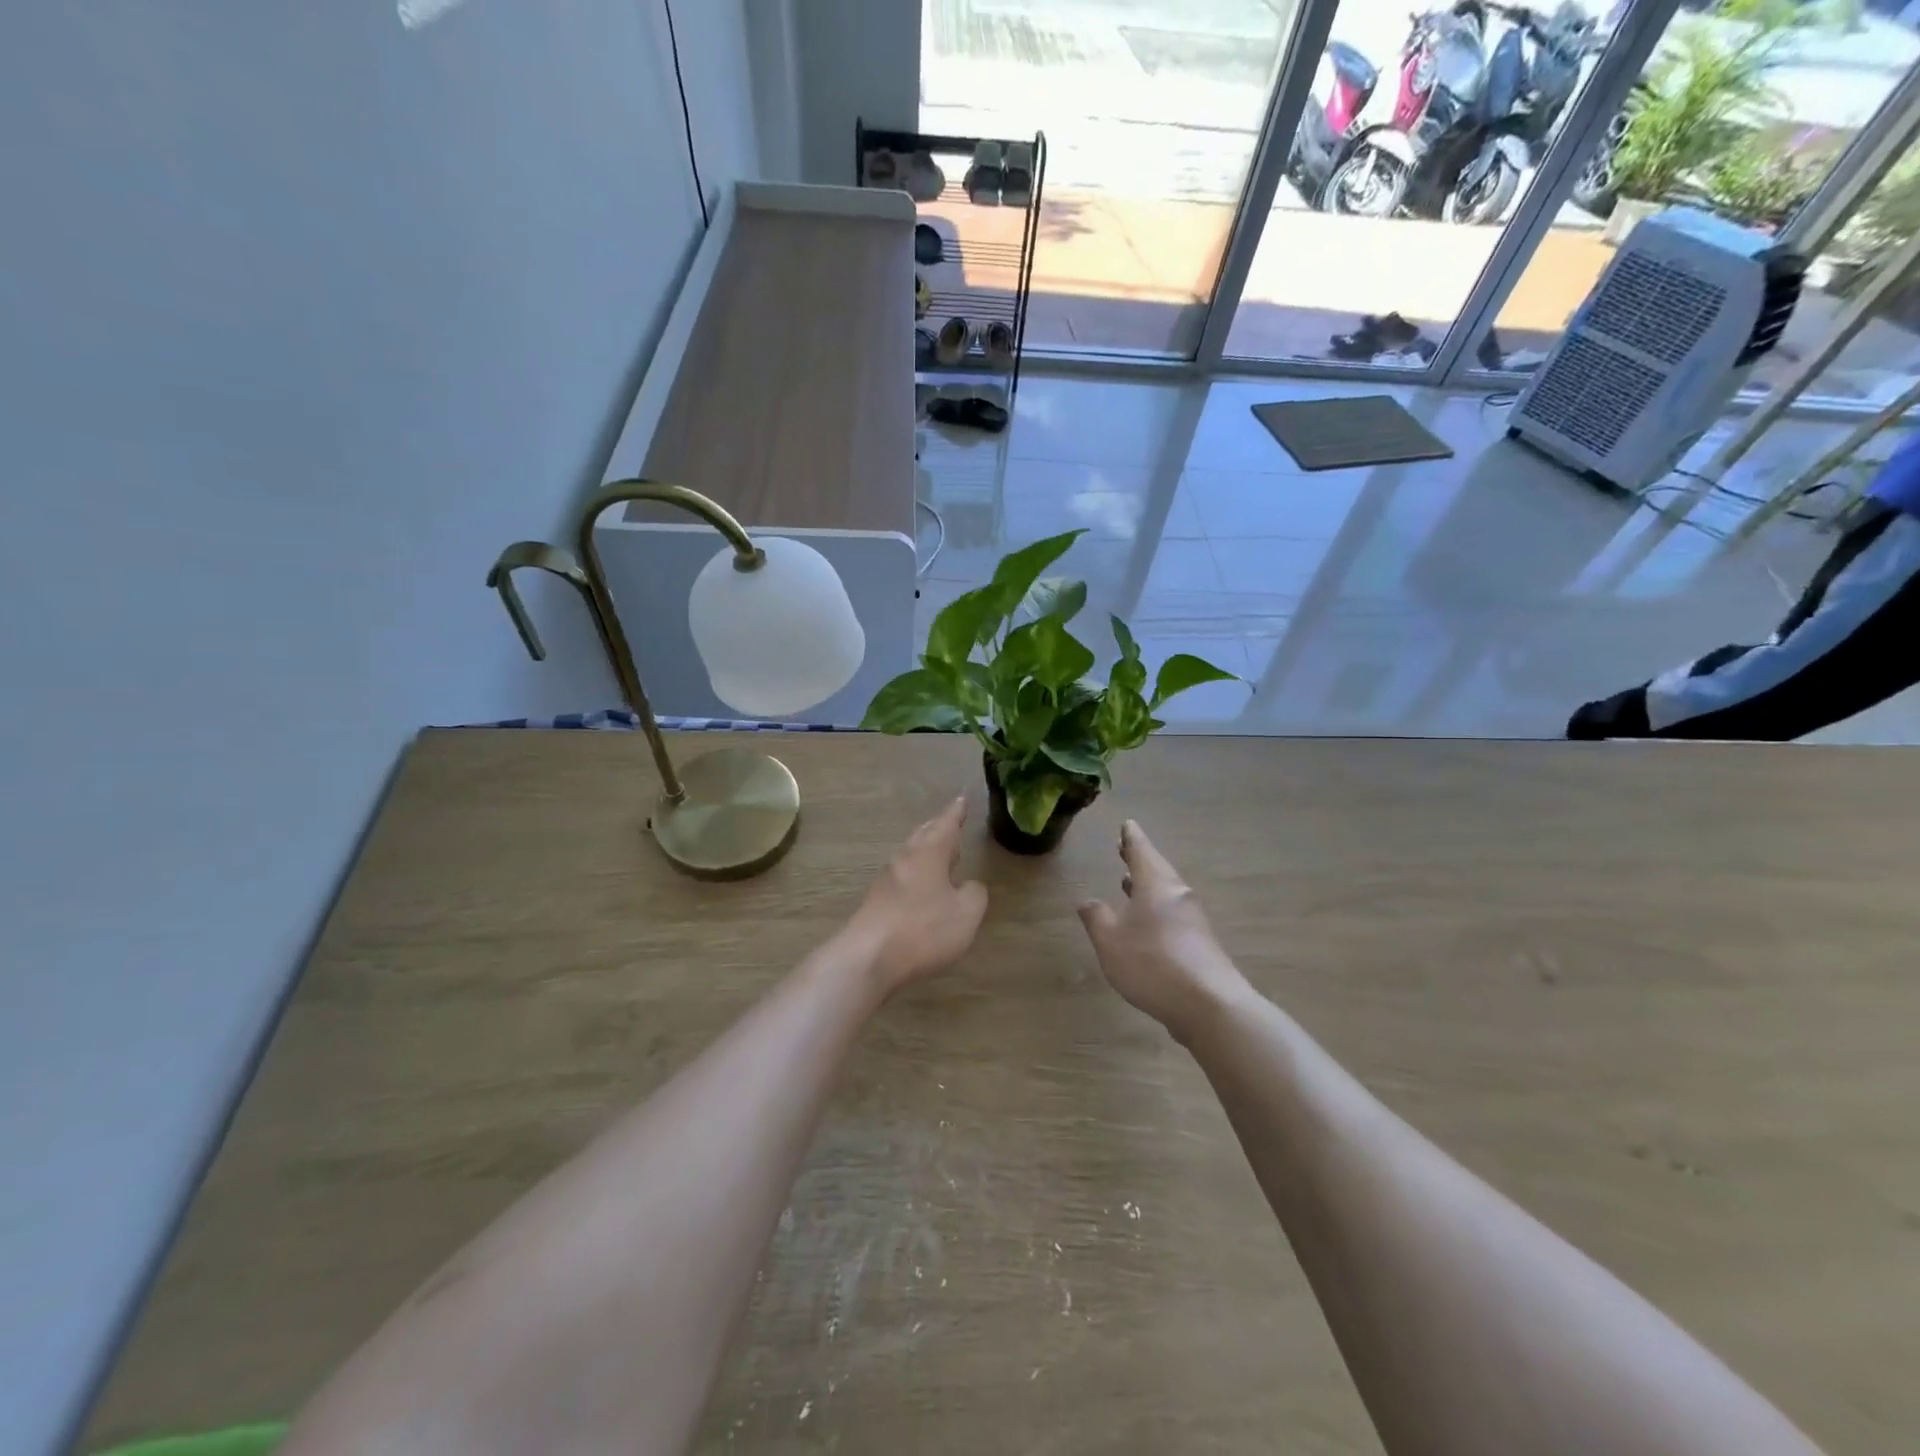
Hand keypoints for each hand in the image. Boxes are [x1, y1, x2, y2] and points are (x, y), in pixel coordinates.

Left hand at [842, 797, 988, 995]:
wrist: (868, 958)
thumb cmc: (923, 929)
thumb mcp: (966, 913)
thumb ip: (974, 894)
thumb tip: (969, 886)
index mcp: (929, 852)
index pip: (946, 823)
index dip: (957, 812)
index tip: (962, 798)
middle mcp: (905, 858)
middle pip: (924, 835)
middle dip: (939, 828)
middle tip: (952, 822)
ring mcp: (887, 880)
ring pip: (912, 855)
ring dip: (927, 851)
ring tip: (941, 853)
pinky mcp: (877, 902)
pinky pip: (904, 877)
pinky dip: (918, 873)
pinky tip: (923, 886)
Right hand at [1077, 820, 1248, 1040]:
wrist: (1209, 1005)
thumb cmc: (1153, 964)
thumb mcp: (1110, 941)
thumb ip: (1096, 918)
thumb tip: (1087, 900)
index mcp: (1156, 885)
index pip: (1141, 851)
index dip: (1131, 838)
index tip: (1127, 824)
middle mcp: (1177, 895)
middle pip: (1157, 869)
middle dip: (1139, 859)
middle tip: (1124, 847)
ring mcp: (1193, 920)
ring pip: (1165, 892)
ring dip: (1147, 884)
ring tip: (1129, 881)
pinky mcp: (1200, 944)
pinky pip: (1173, 913)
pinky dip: (1156, 907)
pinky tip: (1147, 922)